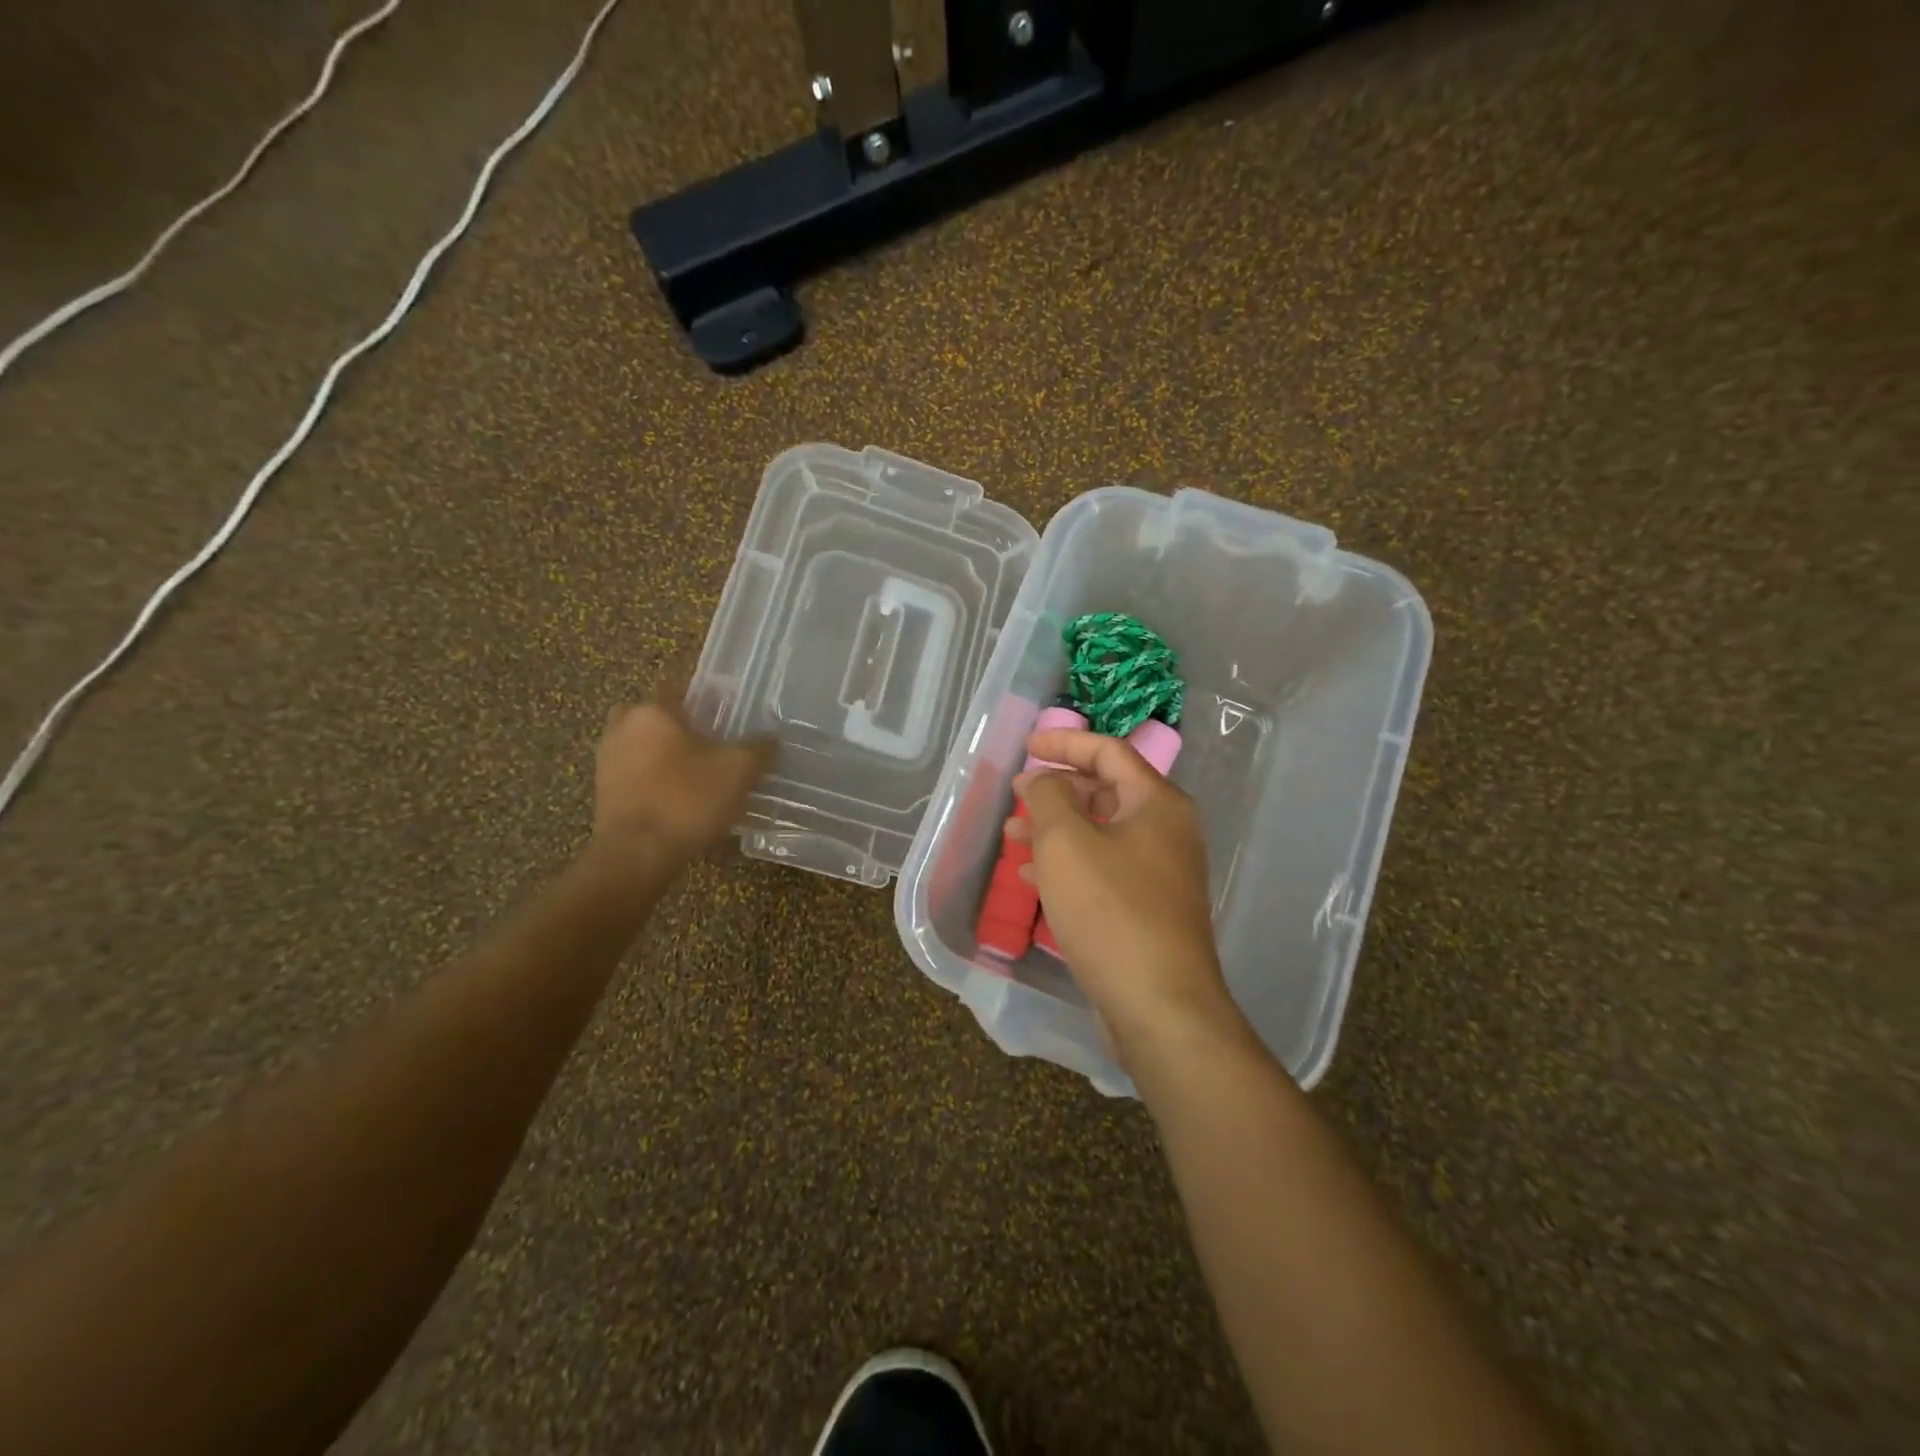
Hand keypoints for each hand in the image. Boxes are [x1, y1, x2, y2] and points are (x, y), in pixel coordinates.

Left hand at [593, 698, 773, 860]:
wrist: (636, 856)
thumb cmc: (687, 801)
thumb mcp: (739, 771)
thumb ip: (759, 748)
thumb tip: (771, 739)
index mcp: (653, 710)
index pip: (681, 684)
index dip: (708, 693)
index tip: (729, 706)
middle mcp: (623, 725)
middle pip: (659, 713)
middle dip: (683, 723)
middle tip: (714, 740)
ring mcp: (608, 759)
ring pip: (645, 743)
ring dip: (668, 751)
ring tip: (701, 771)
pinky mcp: (604, 790)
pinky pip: (636, 771)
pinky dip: (656, 776)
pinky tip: (682, 796)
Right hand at [1013, 728, 1241, 1058]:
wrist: (1159, 1006)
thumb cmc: (1111, 910)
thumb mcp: (1066, 842)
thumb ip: (1049, 796)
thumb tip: (1045, 780)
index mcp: (1157, 803)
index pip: (1109, 752)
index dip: (1065, 743)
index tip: (1026, 747)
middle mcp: (1166, 831)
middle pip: (1106, 792)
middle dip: (1056, 791)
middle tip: (1016, 796)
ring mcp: (1160, 873)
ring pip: (1100, 834)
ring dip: (1056, 830)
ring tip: (1013, 838)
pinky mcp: (1147, 910)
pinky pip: (1103, 870)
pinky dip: (1068, 865)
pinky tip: (1034, 879)